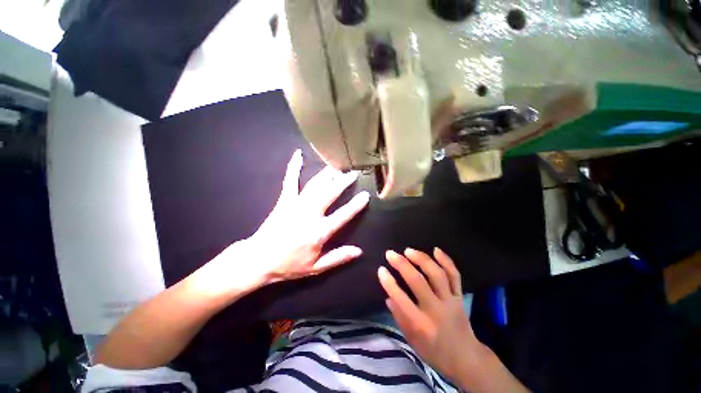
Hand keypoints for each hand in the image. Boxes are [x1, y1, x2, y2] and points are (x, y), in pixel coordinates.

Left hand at [246, 150, 369, 284]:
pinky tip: (298, 155)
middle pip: (330, 193)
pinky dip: (294, 167)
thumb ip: (338, 257)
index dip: (356, 205)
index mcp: (319, 232)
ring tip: (337, 166)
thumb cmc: (289, 265)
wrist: (258, 260)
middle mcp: (310, 214)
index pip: (343, 215)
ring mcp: (296, 204)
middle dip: (343, 182)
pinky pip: (290, 181)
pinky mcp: (284, 200)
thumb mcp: (316, 268)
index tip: (365, 195)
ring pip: (315, 184)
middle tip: (353, 173)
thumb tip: (359, 251)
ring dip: (327, 174)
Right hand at [377, 248, 491, 384]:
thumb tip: (388, 296)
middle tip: (390, 253)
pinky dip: (446, 261)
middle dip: (402, 264)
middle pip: (418, 282)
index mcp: (421, 325)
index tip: (381, 269)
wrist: (467, 359)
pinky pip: (455, 275)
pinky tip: (435, 250)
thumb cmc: (434, 351)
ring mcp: (450, 301)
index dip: (389, 283)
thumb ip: (399, 317)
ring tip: (408, 250)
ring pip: (437, 274)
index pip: (401, 299)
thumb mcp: (412, 340)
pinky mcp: (460, 296)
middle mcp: (436, 310)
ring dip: (421, 259)